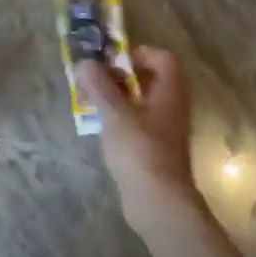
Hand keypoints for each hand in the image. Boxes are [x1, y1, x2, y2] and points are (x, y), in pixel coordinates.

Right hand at [77, 48, 194, 216]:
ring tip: (90, 103)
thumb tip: (84, 62)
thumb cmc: (140, 151)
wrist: (158, 203)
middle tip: (94, 81)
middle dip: (119, 76)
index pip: (164, 58)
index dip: (139, 53)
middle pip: (149, 79)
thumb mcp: (115, 114)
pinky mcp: (153, 149)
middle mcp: (171, 108)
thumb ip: (99, 86)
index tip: (112, 62)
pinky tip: (100, 128)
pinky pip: (136, 122)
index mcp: (169, 93)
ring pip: (140, 101)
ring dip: (115, 98)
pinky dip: (118, 119)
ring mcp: (163, 130)